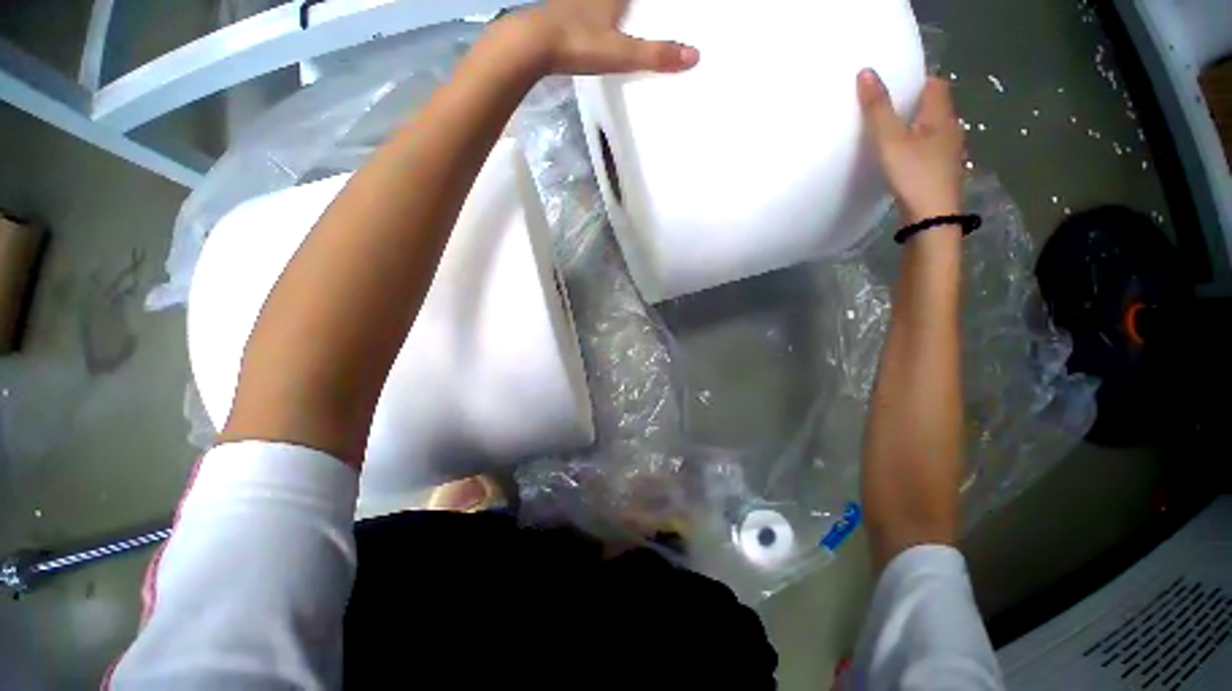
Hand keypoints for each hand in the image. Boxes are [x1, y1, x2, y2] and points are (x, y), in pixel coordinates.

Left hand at [503, 0, 699, 74]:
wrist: (531, 45)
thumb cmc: (578, 42)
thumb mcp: (622, 53)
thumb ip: (656, 55)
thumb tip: (695, 56)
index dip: (644, 2)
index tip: (645, 6)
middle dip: (629, 6)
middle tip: (635, 11)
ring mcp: (575, 0)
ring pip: (597, 0)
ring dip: (606, 5)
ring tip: (619, 12)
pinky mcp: (559, 12)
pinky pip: (582, 5)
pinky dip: (591, 8)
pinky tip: (590, 17)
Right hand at [858, 70, 964, 223]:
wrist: (931, 218)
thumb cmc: (913, 175)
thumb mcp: (890, 141)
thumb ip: (878, 109)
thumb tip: (866, 72)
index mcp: (942, 115)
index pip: (935, 84)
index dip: (916, 80)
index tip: (893, 85)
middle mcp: (951, 129)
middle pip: (934, 106)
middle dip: (913, 103)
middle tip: (886, 108)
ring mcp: (949, 152)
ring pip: (932, 129)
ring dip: (915, 127)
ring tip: (889, 133)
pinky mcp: (941, 172)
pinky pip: (929, 148)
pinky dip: (916, 146)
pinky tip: (901, 158)